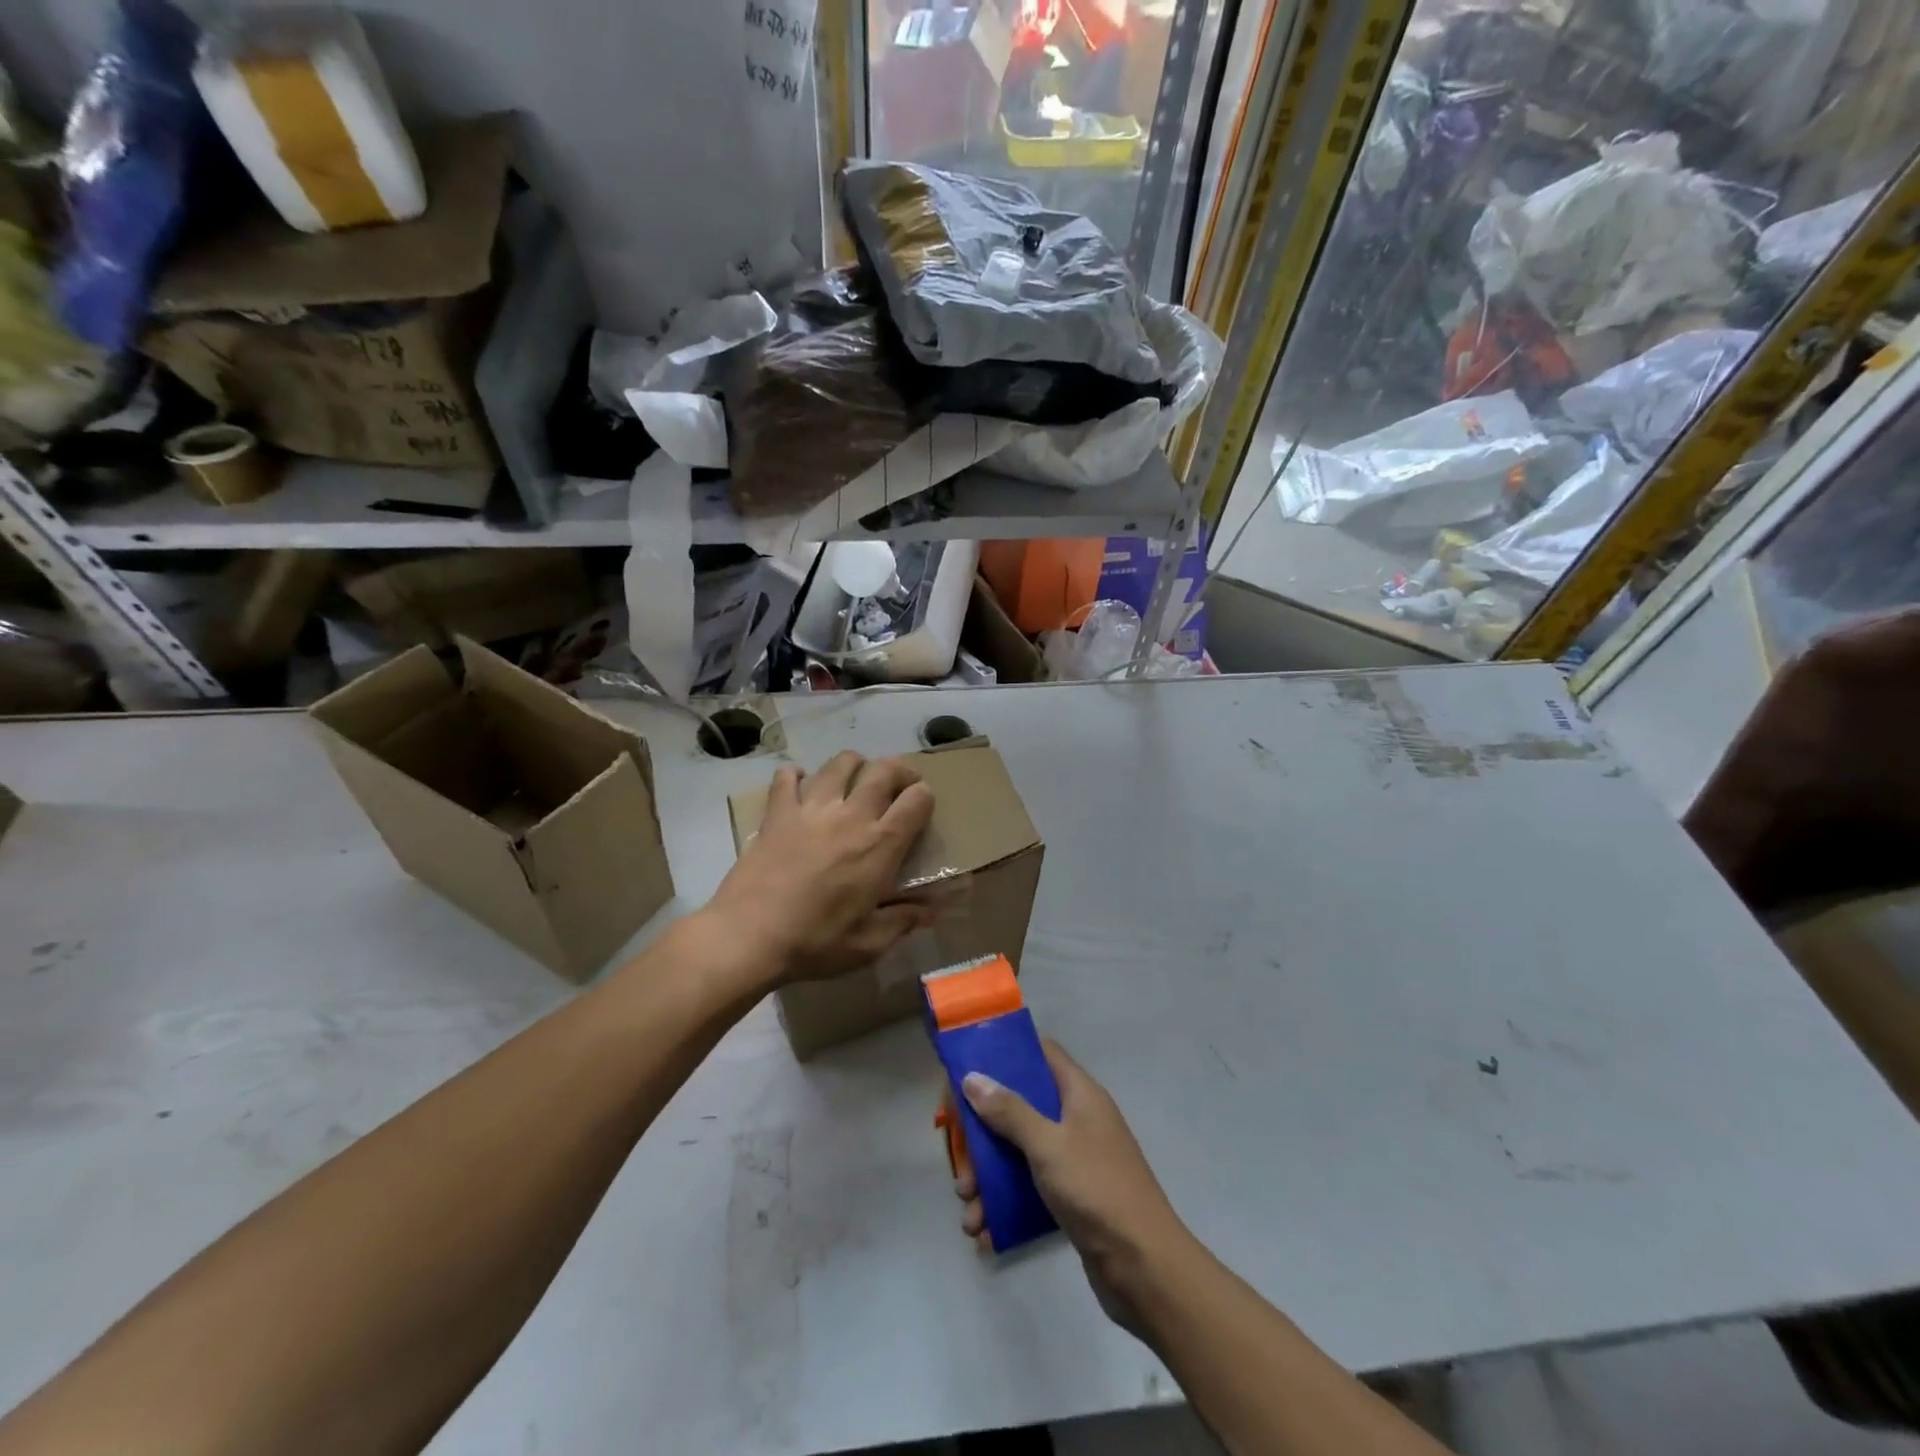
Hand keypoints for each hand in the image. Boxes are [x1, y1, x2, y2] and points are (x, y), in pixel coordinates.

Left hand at [703, 751, 937, 987]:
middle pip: (884, 770)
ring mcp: (812, 809)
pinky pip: (787, 777)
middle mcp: (851, 816)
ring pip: (840, 763)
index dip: (925, 797)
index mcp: (880, 846)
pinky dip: (796, 775)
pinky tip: (799, 785)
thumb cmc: (815, 943)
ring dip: (854, 764)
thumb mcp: (868, 944)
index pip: (917, 800)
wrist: (748, 936)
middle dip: (898, 771)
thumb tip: (931, 911)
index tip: (921, 807)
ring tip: (854, 778)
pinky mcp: (777, 812)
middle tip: (897, 786)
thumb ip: (903, 921)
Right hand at [955, 1039, 1193, 1332]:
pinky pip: (1029, 1189)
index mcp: (1079, 1093)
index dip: (1003, 1056)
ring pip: (1019, 1152)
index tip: (966, 1071)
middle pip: (1019, 1107)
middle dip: (983, 1134)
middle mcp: (1077, 1119)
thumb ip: (1010, 1111)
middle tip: (959, 1160)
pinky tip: (984, 1232)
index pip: (1039, 1053)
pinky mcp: (1072, 1198)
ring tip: (968, 1211)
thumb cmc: (1097, 1190)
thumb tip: (973, 1077)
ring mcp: (1075, 1159)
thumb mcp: (1048, 1145)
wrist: (1146, 1268)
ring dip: (988, 1177)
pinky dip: (1005, 1205)